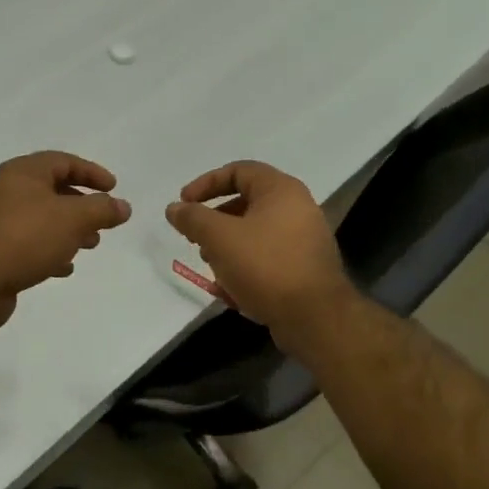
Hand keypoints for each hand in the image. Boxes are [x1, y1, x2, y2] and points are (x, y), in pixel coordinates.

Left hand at [0, 151, 131, 331]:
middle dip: (82, 205)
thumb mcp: (72, 218)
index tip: (113, 188)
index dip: (91, 172)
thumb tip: (124, 206)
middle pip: (52, 190)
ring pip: (42, 219)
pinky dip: (51, 251)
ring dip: (69, 230)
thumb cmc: (24, 237)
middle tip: (103, 221)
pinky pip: (30, 245)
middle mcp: (8, 192)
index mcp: (23, 173)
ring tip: (90, 245)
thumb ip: (101, 210)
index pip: (63, 161)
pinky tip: (64, 267)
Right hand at [166, 161, 351, 338]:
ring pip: (255, 233)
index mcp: (281, 190)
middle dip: (214, 220)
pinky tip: (230, 288)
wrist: (314, 318)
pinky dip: (245, 265)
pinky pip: (267, 257)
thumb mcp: (220, 238)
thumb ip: (193, 218)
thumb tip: (174, 208)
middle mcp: (297, 208)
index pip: (238, 171)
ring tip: (210, 264)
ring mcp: (304, 239)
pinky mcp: (303, 268)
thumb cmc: (265, 266)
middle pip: (246, 202)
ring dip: (227, 245)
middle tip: (194, 237)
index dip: (206, 183)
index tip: (183, 203)